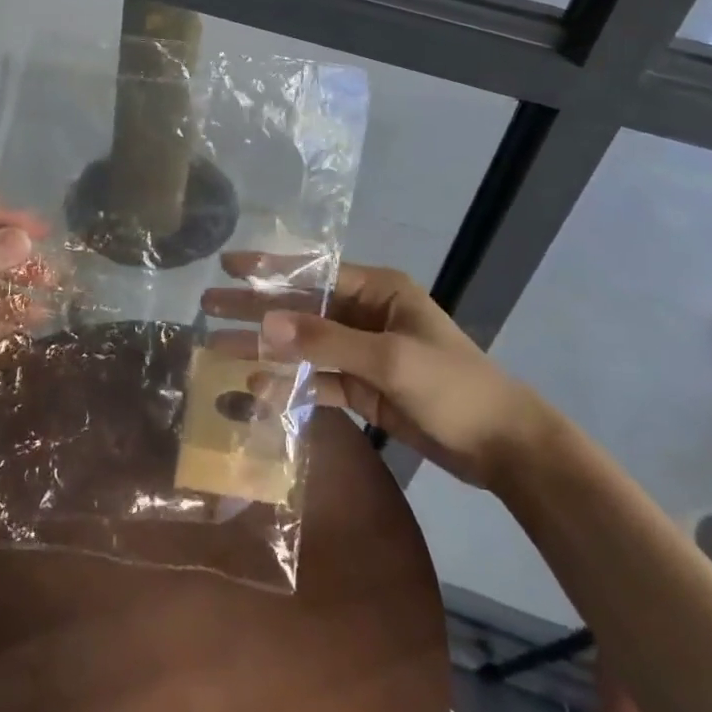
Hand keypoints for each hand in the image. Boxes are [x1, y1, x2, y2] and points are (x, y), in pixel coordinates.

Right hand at [201, 256, 547, 486]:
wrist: (502, 446)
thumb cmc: (451, 386)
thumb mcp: (389, 358)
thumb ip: (326, 342)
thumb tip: (265, 324)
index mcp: (379, 289)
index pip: (314, 273)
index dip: (270, 270)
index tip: (228, 266)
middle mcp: (367, 314)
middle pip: (303, 309)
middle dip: (257, 310)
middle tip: (208, 308)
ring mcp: (364, 352)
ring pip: (305, 346)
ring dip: (267, 351)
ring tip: (219, 352)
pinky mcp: (364, 387)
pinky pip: (319, 380)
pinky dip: (291, 384)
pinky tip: (258, 389)